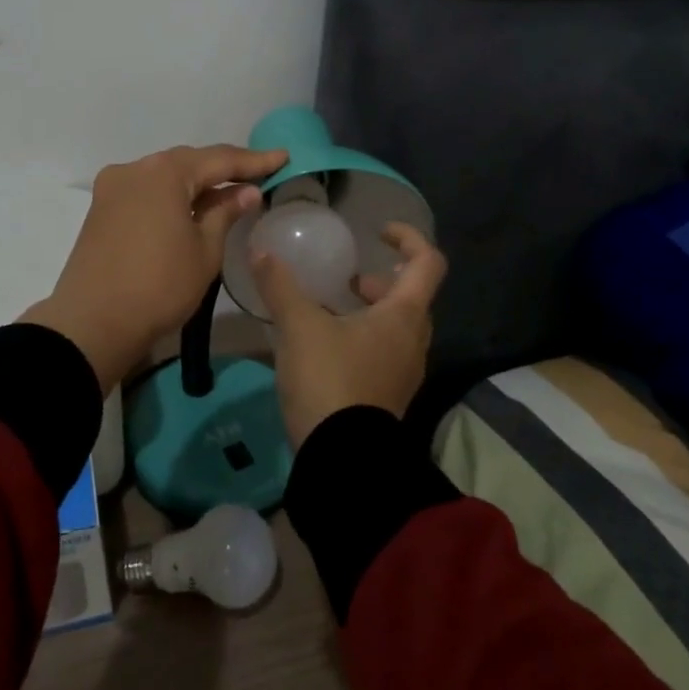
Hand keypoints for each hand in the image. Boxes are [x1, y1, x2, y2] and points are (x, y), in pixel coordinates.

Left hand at [22, 144, 287, 392]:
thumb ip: (225, 213)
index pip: (219, 159)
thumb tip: (245, 191)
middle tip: (258, 174)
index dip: (254, 161)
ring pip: (164, 176)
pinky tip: (190, 207)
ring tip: (228, 191)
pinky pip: (145, 191)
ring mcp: (112, 188)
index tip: (283, 157)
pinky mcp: (100, 209)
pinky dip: (171, 196)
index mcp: (164, 172)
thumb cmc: (159, 286)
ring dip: (195, 183)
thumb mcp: (204, 251)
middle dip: (223, 168)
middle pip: (188, 162)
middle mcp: (134, 169)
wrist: (93, 323)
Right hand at [252, 222, 447, 446]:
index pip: (428, 263)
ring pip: (397, 328)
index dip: (409, 238)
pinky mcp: (388, 396)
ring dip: (372, 311)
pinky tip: (326, 346)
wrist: (342, 458)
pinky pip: (384, 353)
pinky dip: (364, 338)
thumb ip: (280, 285)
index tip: (378, 232)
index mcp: (404, 315)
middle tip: (350, 279)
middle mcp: (413, 341)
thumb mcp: (299, 326)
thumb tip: (260, 250)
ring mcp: (404, 372)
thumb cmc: (330, 378)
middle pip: (412, 297)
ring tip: (332, 310)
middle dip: (383, 281)